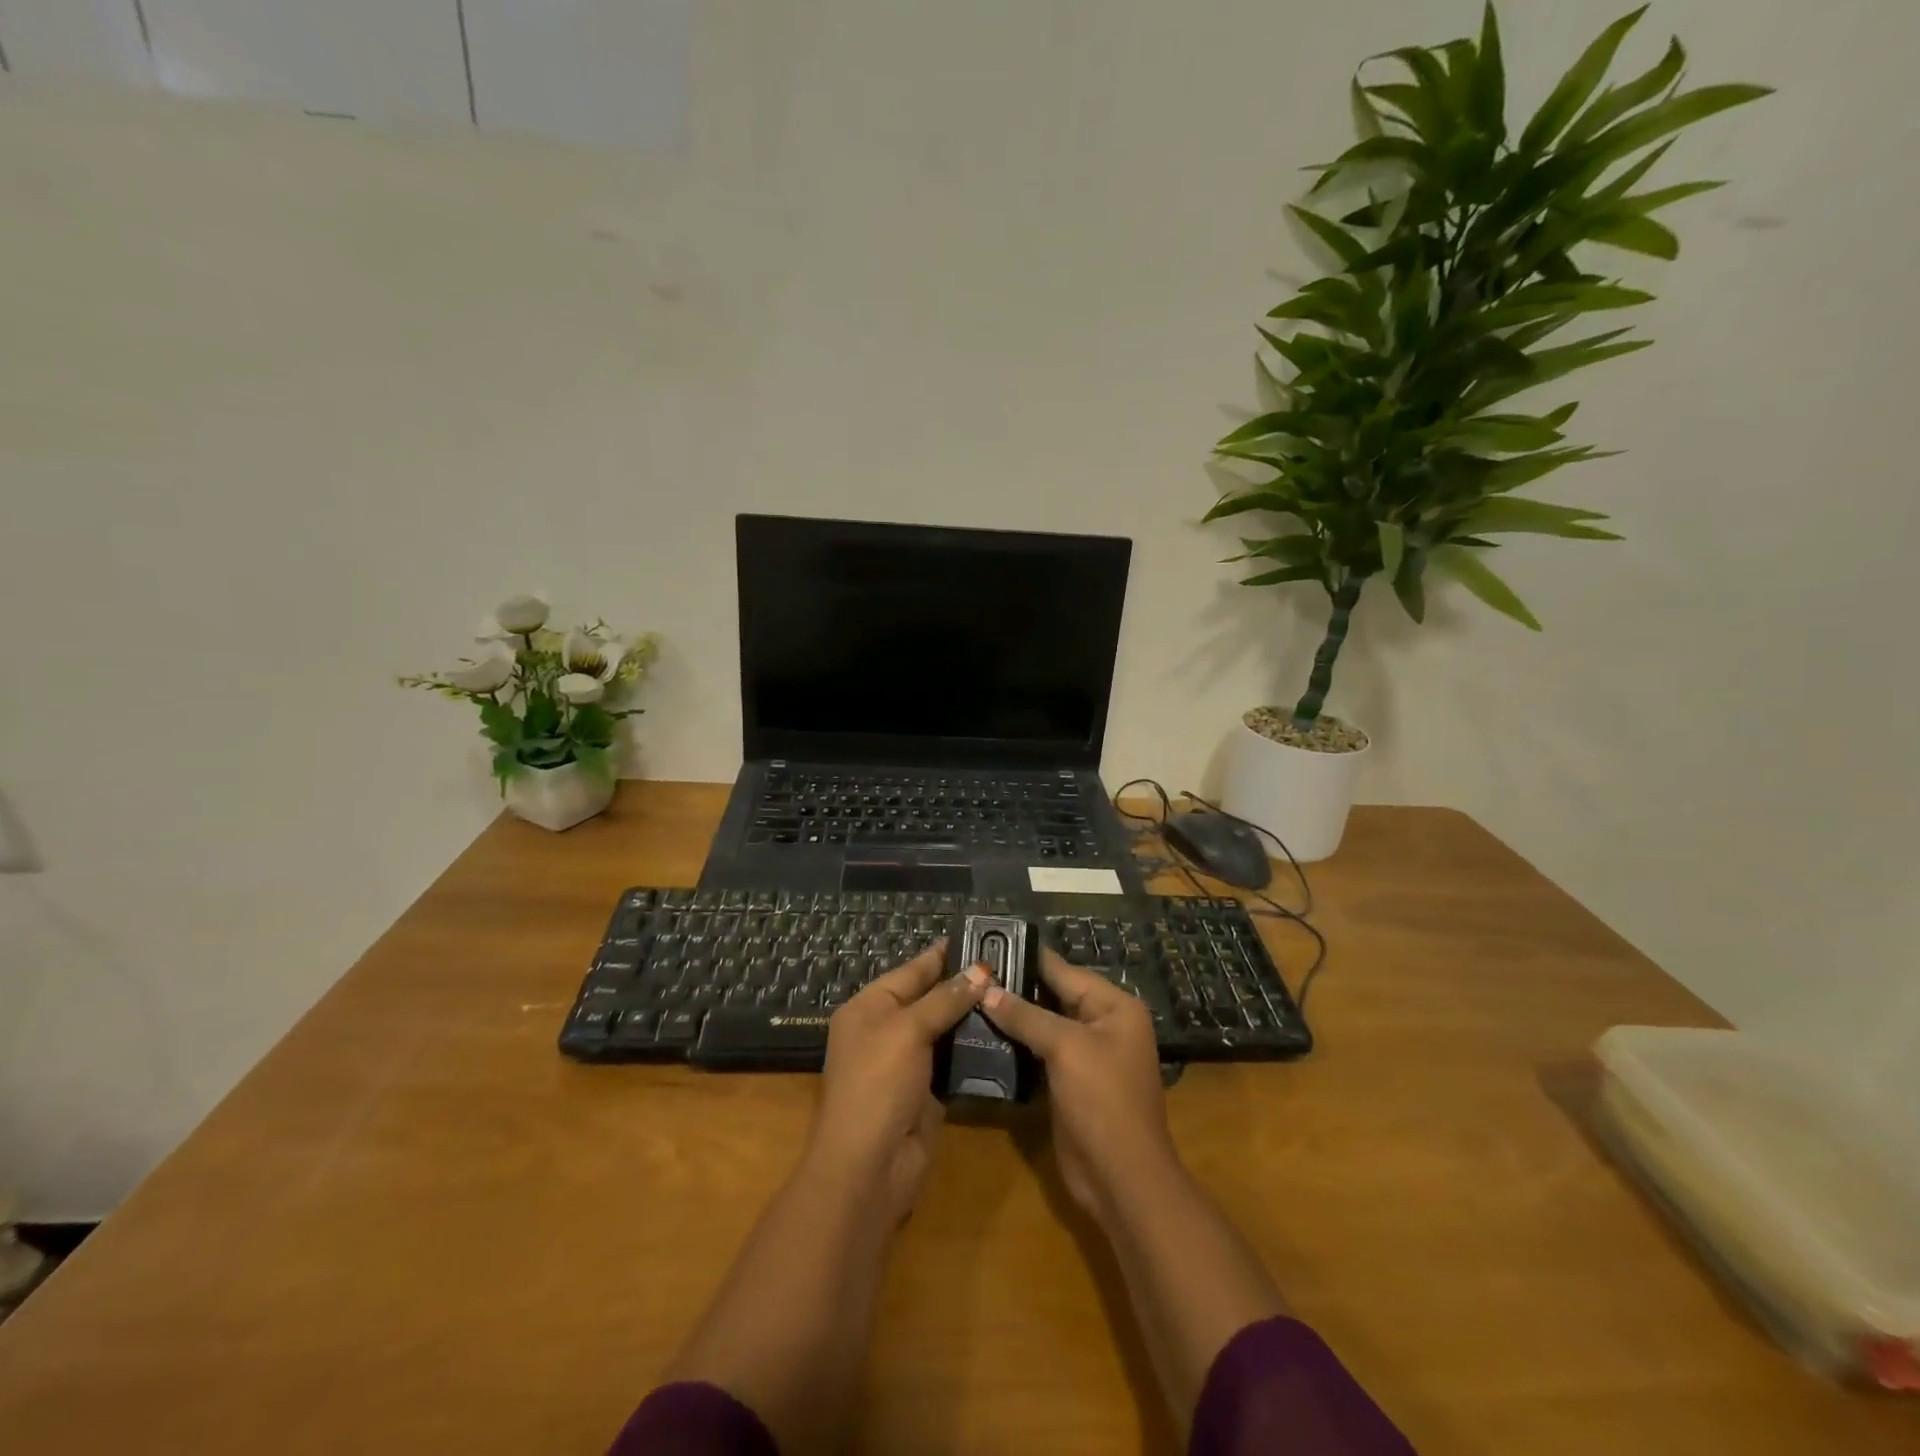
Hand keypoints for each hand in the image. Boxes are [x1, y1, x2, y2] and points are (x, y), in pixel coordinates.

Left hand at [811, 943, 988, 1222]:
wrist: (869, 1167)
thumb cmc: (878, 1084)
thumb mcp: (908, 1030)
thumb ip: (944, 999)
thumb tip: (980, 970)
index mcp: (869, 1007)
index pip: (912, 970)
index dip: (945, 954)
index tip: (981, 938)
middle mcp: (886, 1030)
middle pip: (930, 998)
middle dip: (965, 984)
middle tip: (1010, 966)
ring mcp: (908, 1062)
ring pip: (945, 1029)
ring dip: (974, 1016)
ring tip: (1017, 993)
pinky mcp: (928, 1091)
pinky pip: (954, 1060)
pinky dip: (975, 1048)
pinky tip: (1007, 1033)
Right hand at [979, 949, 1177, 1219]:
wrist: (1121, 1178)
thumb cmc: (1102, 1100)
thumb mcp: (1066, 1048)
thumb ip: (1026, 1016)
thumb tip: (986, 990)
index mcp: (1114, 1007)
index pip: (1064, 971)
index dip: (1027, 958)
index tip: (988, 944)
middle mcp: (1103, 1024)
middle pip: (1053, 995)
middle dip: (1015, 987)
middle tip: (970, 973)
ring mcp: (1087, 1055)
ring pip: (1043, 1025)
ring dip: (1012, 1017)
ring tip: (968, 998)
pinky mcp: (1070, 1082)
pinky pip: (1040, 1052)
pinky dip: (1016, 1044)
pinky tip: (983, 1035)